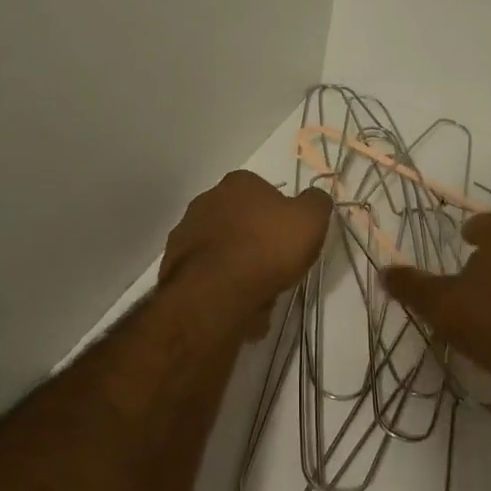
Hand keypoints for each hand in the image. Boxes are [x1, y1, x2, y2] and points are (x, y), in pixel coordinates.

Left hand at [160, 171, 332, 335]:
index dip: (281, 217)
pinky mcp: (174, 267)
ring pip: (224, 252)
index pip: (265, 192)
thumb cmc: (268, 247)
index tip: (291, 240)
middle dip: (258, 244)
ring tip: (259, 296)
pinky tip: (239, 306)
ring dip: (240, 269)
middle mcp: (206, 201)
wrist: (217, 291)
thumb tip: (314, 198)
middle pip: (241, 222)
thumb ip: (316, 203)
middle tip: (277, 268)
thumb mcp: (311, 219)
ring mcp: (186, 233)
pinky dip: (223, 289)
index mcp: (238, 184)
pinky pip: (209, 276)